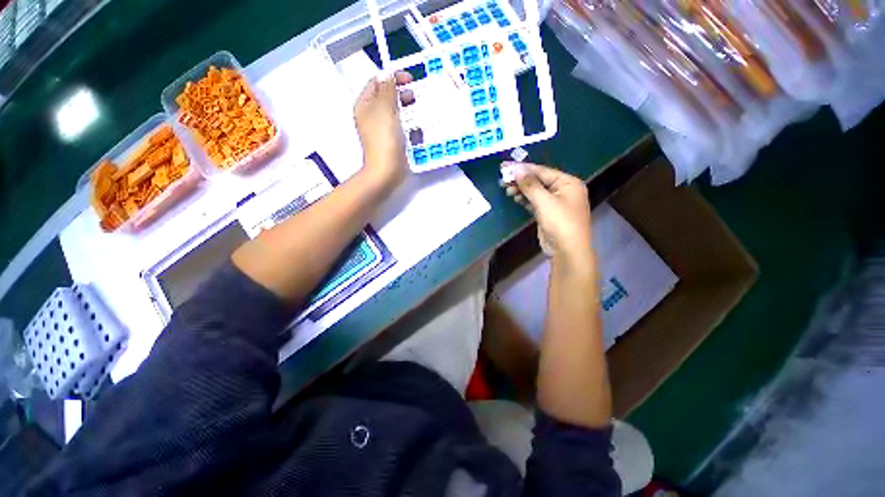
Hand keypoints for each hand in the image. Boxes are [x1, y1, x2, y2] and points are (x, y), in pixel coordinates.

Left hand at [354, 71, 414, 189]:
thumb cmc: (384, 139)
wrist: (386, 171)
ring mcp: (381, 130)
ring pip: (396, 113)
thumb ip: (387, 89)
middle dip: (402, 94)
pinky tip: (417, 131)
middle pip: (387, 97)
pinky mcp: (392, 142)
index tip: (410, 80)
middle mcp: (371, 116)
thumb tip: (388, 74)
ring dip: (408, 111)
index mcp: (365, 105)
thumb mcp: (385, 109)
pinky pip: (401, 128)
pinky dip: (409, 126)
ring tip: (418, 114)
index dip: (393, 77)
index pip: (377, 82)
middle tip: (415, 97)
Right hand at [502, 162, 593, 266]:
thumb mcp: (544, 201)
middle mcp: (563, 190)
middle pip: (539, 181)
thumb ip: (530, 185)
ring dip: (522, 190)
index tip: (506, 166)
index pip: (542, 171)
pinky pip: (535, 201)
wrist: (567, 250)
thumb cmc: (560, 222)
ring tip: (506, 189)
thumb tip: (516, 170)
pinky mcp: (548, 213)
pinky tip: (515, 197)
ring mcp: (556, 202)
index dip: (523, 168)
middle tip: (503, 179)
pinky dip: (525, 199)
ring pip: (536, 191)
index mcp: (568, 183)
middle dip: (521, 180)